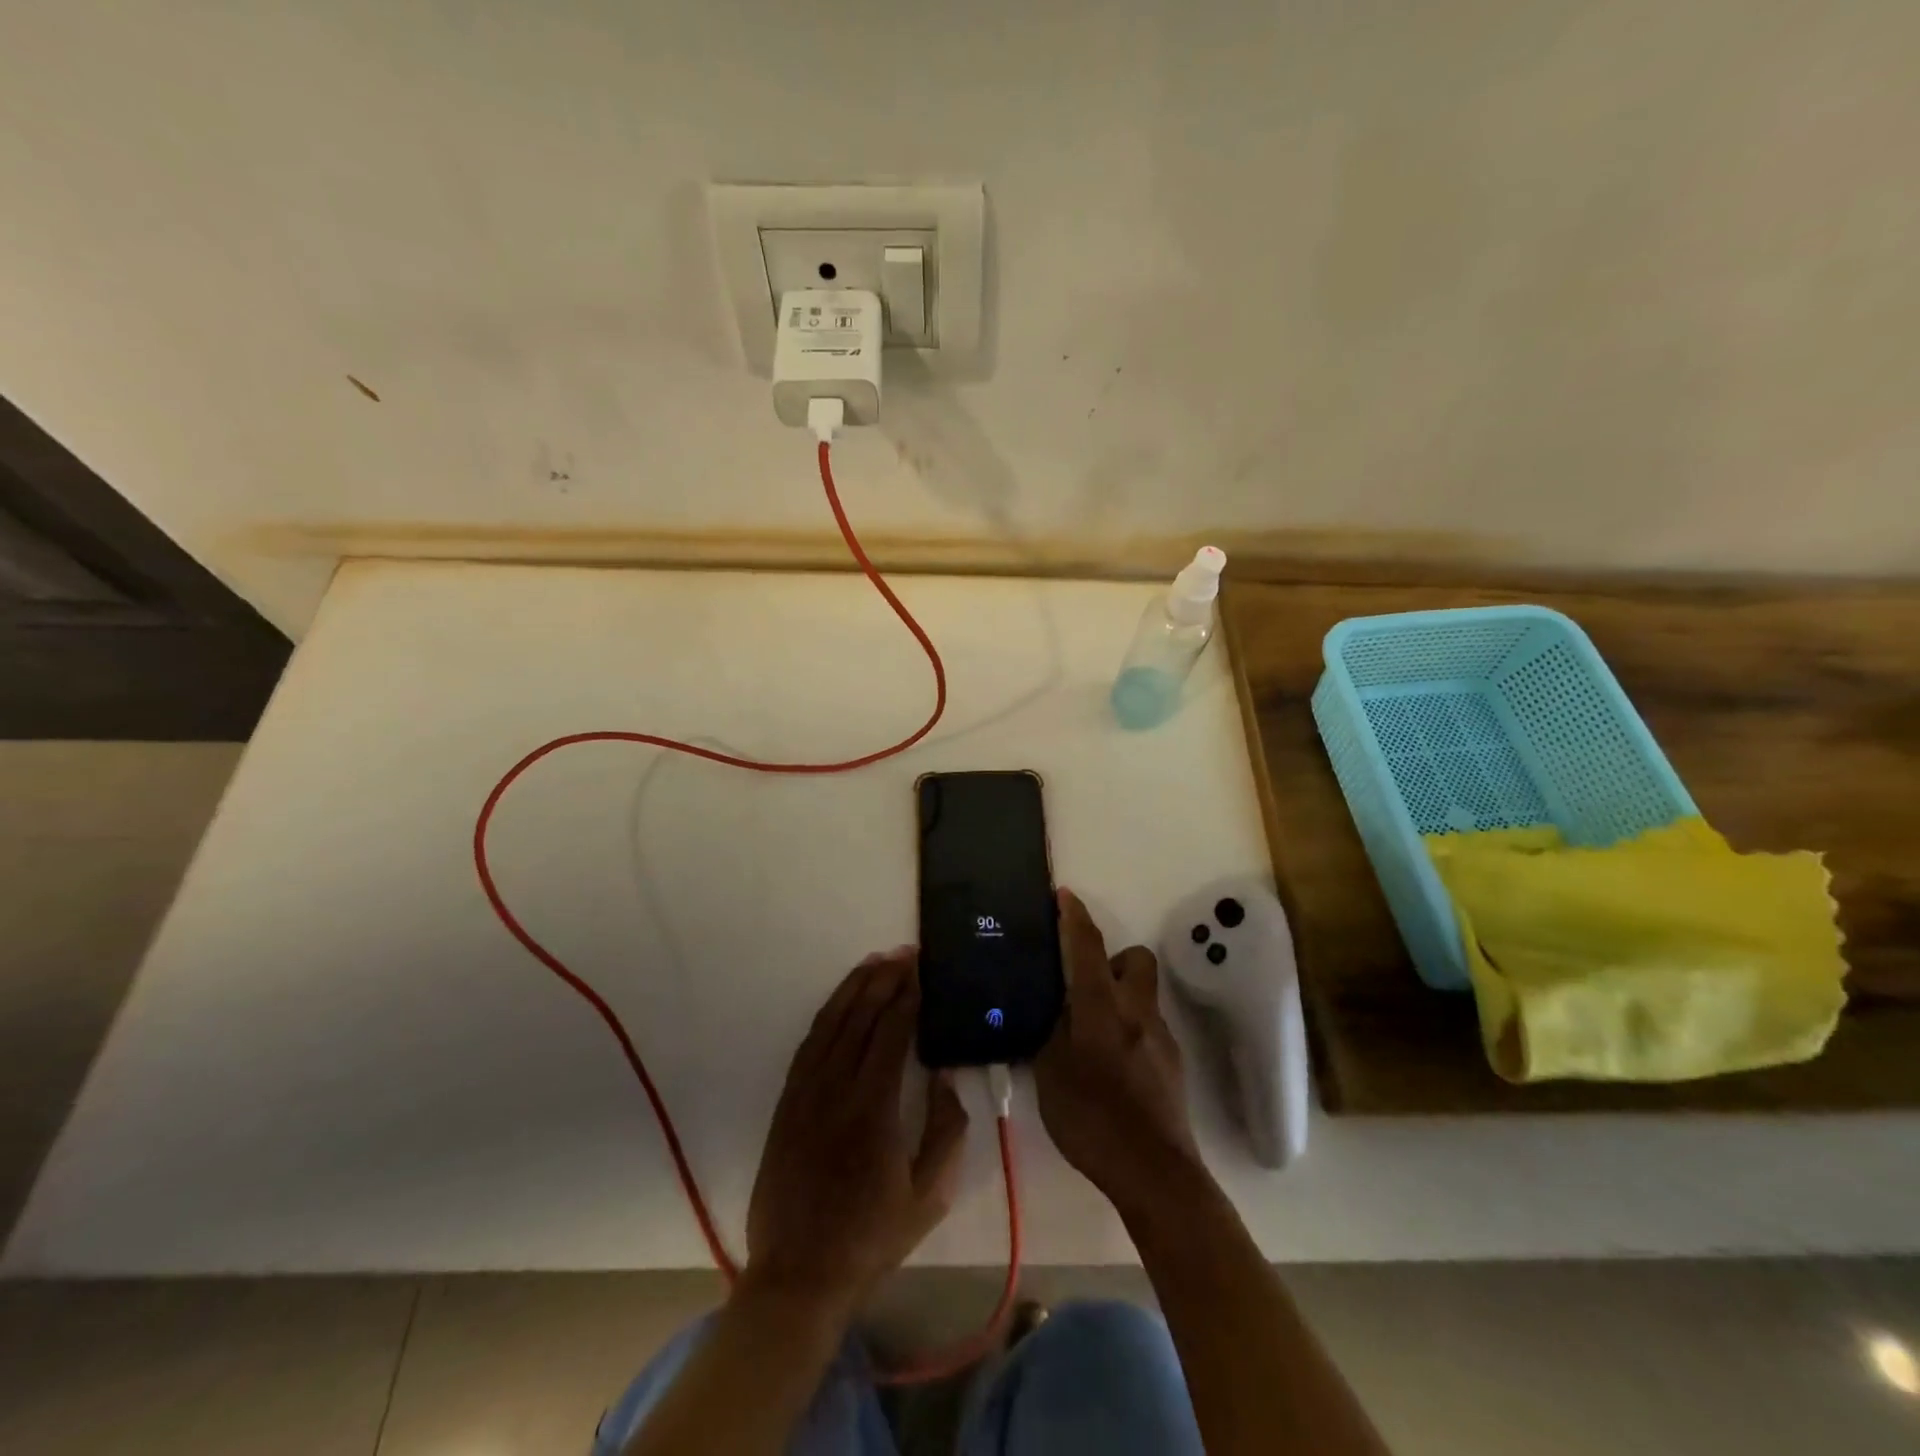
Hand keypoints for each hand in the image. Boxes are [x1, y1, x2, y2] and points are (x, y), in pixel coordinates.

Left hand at [744, 949, 968, 1314]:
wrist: (798, 1274)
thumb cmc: (871, 1238)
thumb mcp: (930, 1195)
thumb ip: (945, 1130)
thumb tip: (942, 1076)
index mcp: (874, 1108)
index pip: (892, 1032)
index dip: (908, 996)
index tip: (922, 970)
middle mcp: (836, 1088)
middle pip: (861, 1017)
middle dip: (884, 979)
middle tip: (905, 954)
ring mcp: (806, 1093)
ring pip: (830, 1022)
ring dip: (854, 987)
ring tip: (875, 962)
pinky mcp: (787, 1102)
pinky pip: (808, 1044)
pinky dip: (827, 1014)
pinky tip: (841, 1001)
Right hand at [1035, 890, 1201, 1213]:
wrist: (1154, 1171)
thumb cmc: (1091, 1118)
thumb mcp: (1050, 1073)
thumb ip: (1049, 1032)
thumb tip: (1051, 1008)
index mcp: (1101, 1006)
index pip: (1088, 946)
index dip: (1074, 917)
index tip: (1064, 895)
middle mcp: (1137, 1010)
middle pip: (1135, 959)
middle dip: (1111, 958)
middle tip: (1083, 984)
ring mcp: (1160, 1036)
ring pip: (1143, 994)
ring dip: (1120, 996)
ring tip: (1091, 1030)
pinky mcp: (1172, 1063)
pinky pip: (1148, 1026)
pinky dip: (1130, 1028)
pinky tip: (1111, 1063)